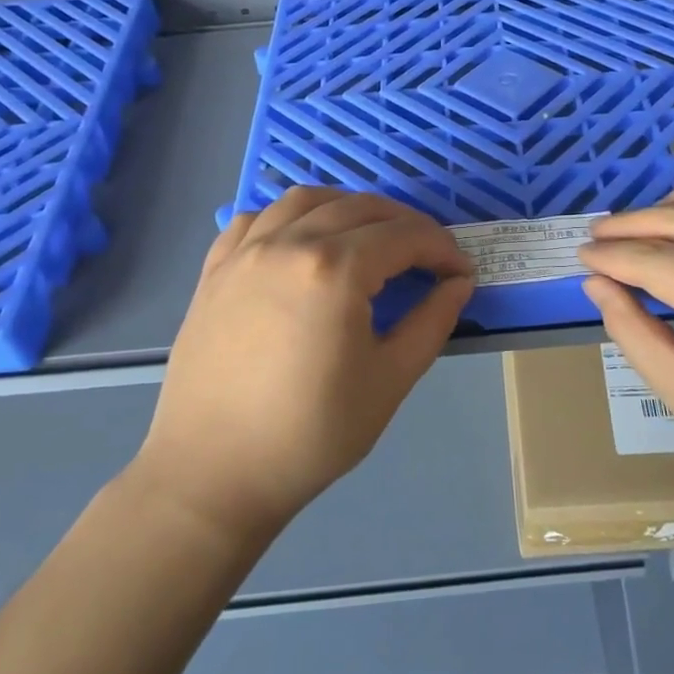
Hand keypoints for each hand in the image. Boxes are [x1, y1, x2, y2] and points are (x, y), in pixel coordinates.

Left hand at [135, 188, 474, 536]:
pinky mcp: (216, 268)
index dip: (441, 248)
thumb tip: (458, 283)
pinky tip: (303, 240)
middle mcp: (289, 243)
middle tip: (427, 256)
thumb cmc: (311, 433)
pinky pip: (258, 218)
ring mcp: (246, 251)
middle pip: (360, 208)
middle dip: (405, 224)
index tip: (460, 271)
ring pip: (307, 200)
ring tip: (370, 235)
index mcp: (335, 269)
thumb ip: (432, 321)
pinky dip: (291, 216)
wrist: (213, 473)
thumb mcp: (390, 379)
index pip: (404, 236)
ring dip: (349, 207)